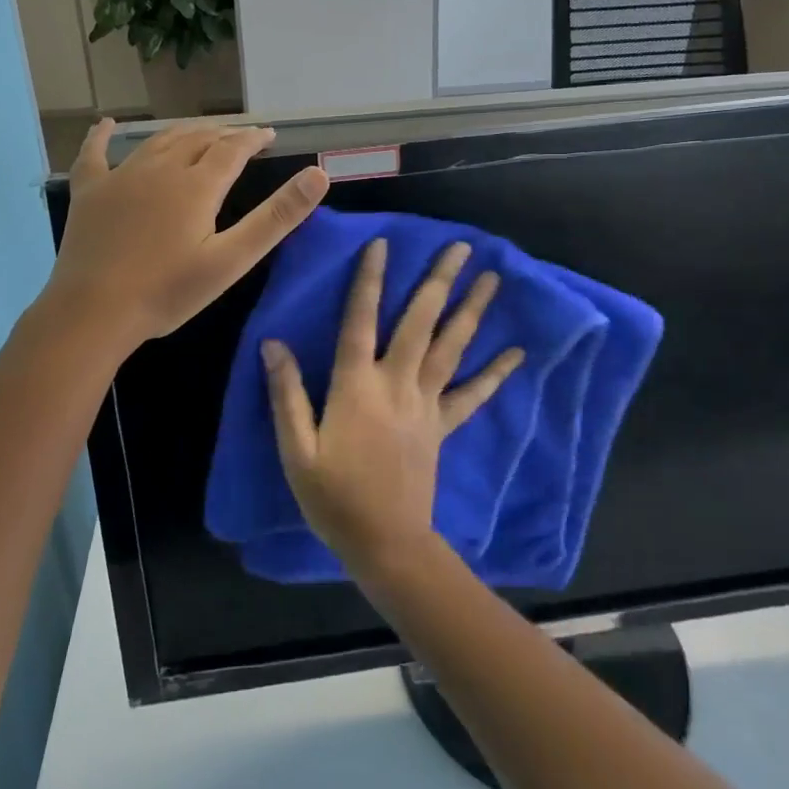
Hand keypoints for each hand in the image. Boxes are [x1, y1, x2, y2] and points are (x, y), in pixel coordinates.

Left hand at [47, 118, 328, 348]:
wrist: (93, 311)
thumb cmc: (168, 291)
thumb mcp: (231, 259)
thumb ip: (276, 217)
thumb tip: (318, 175)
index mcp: (197, 185)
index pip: (233, 149)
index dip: (253, 139)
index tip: (268, 134)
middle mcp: (160, 168)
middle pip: (197, 139)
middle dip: (223, 134)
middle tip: (240, 137)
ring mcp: (120, 176)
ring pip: (158, 141)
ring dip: (183, 132)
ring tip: (200, 132)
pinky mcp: (89, 191)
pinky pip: (95, 154)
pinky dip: (102, 136)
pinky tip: (106, 124)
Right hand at [265, 238, 524, 576]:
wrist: (385, 544)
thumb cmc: (333, 497)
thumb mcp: (296, 449)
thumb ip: (286, 394)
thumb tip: (273, 343)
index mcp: (356, 386)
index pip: (360, 320)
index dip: (369, 280)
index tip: (383, 244)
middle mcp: (396, 384)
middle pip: (419, 322)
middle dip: (439, 280)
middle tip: (462, 245)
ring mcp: (425, 404)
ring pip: (450, 347)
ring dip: (471, 310)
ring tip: (492, 278)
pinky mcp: (442, 426)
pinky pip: (472, 395)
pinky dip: (494, 372)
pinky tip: (516, 352)